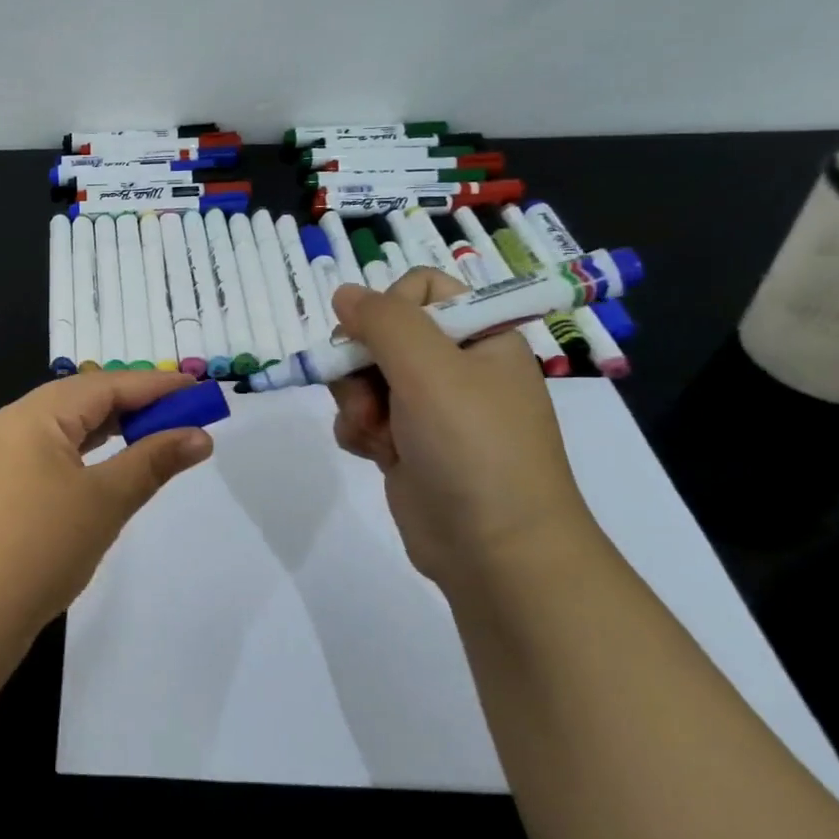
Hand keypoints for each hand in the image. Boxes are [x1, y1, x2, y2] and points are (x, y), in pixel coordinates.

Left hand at [0, 370, 212, 665]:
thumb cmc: (39, 549)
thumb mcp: (104, 501)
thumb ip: (153, 462)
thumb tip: (199, 436)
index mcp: (32, 415)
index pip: (104, 385)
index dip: (155, 386)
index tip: (198, 389)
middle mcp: (7, 425)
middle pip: (79, 400)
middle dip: (131, 406)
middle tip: (179, 416)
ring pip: (59, 429)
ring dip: (105, 431)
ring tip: (147, 439)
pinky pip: (42, 455)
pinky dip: (78, 455)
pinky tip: (97, 472)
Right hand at [328, 270, 593, 586]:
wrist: (494, 550)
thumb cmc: (473, 446)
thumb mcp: (431, 369)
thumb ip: (383, 320)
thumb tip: (343, 292)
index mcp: (480, 337)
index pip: (422, 287)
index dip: (392, 306)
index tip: (384, 339)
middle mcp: (455, 367)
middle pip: (381, 333)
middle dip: (362, 363)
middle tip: (370, 393)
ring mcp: (429, 408)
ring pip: (363, 376)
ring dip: (356, 401)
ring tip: (374, 432)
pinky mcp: (406, 444)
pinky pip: (363, 416)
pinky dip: (359, 430)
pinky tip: (373, 453)